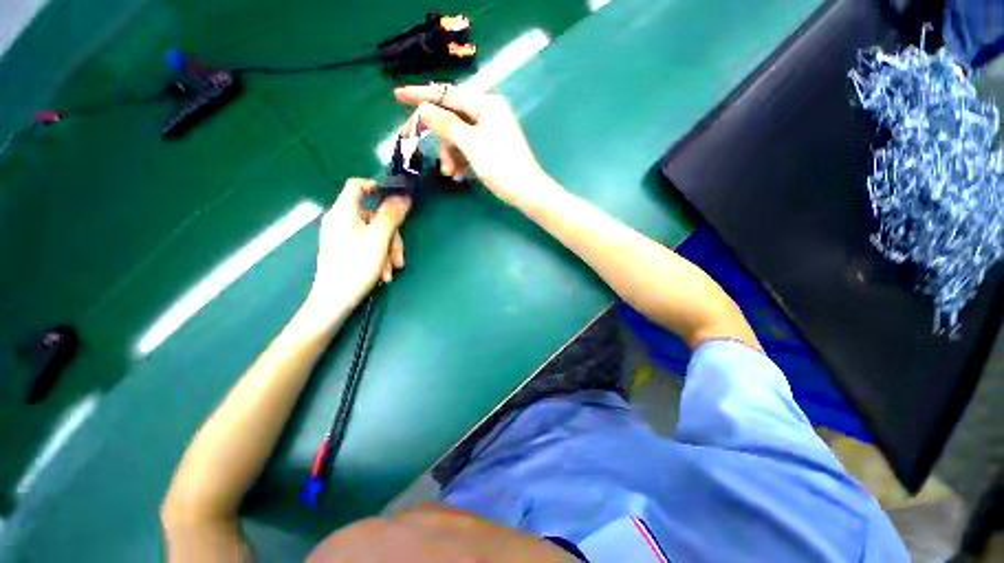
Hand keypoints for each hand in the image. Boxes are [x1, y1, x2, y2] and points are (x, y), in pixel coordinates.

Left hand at [308, 178, 410, 310]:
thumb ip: (391, 216)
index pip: (357, 185)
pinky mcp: (347, 251)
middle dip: (392, 236)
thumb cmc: (355, 266)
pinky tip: (383, 273)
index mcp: (344, 212)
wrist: (334, 301)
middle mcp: (342, 221)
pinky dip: (380, 257)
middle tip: (399, 256)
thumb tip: (403, 197)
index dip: (377, 187)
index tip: (397, 200)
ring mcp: (344, 237)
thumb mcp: (379, 239)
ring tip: (391, 270)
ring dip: (389, 251)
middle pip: (374, 216)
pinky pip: (370, 246)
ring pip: (376, 234)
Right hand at [394, 84, 552, 206]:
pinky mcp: (491, 146)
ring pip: (458, 136)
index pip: (448, 94)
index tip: (397, 94)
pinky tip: (457, 175)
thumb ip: (446, 124)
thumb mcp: (470, 145)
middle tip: (412, 141)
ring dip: (449, 153)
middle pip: (452, 117)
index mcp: (486, 103)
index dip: (421, 95)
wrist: (527, 192)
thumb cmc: (501, 167)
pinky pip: (468, 147)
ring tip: (449, 173)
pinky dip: (460, 159)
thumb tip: (424, 108)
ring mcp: (491, 130)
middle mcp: (488, 111)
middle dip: (438, 136)